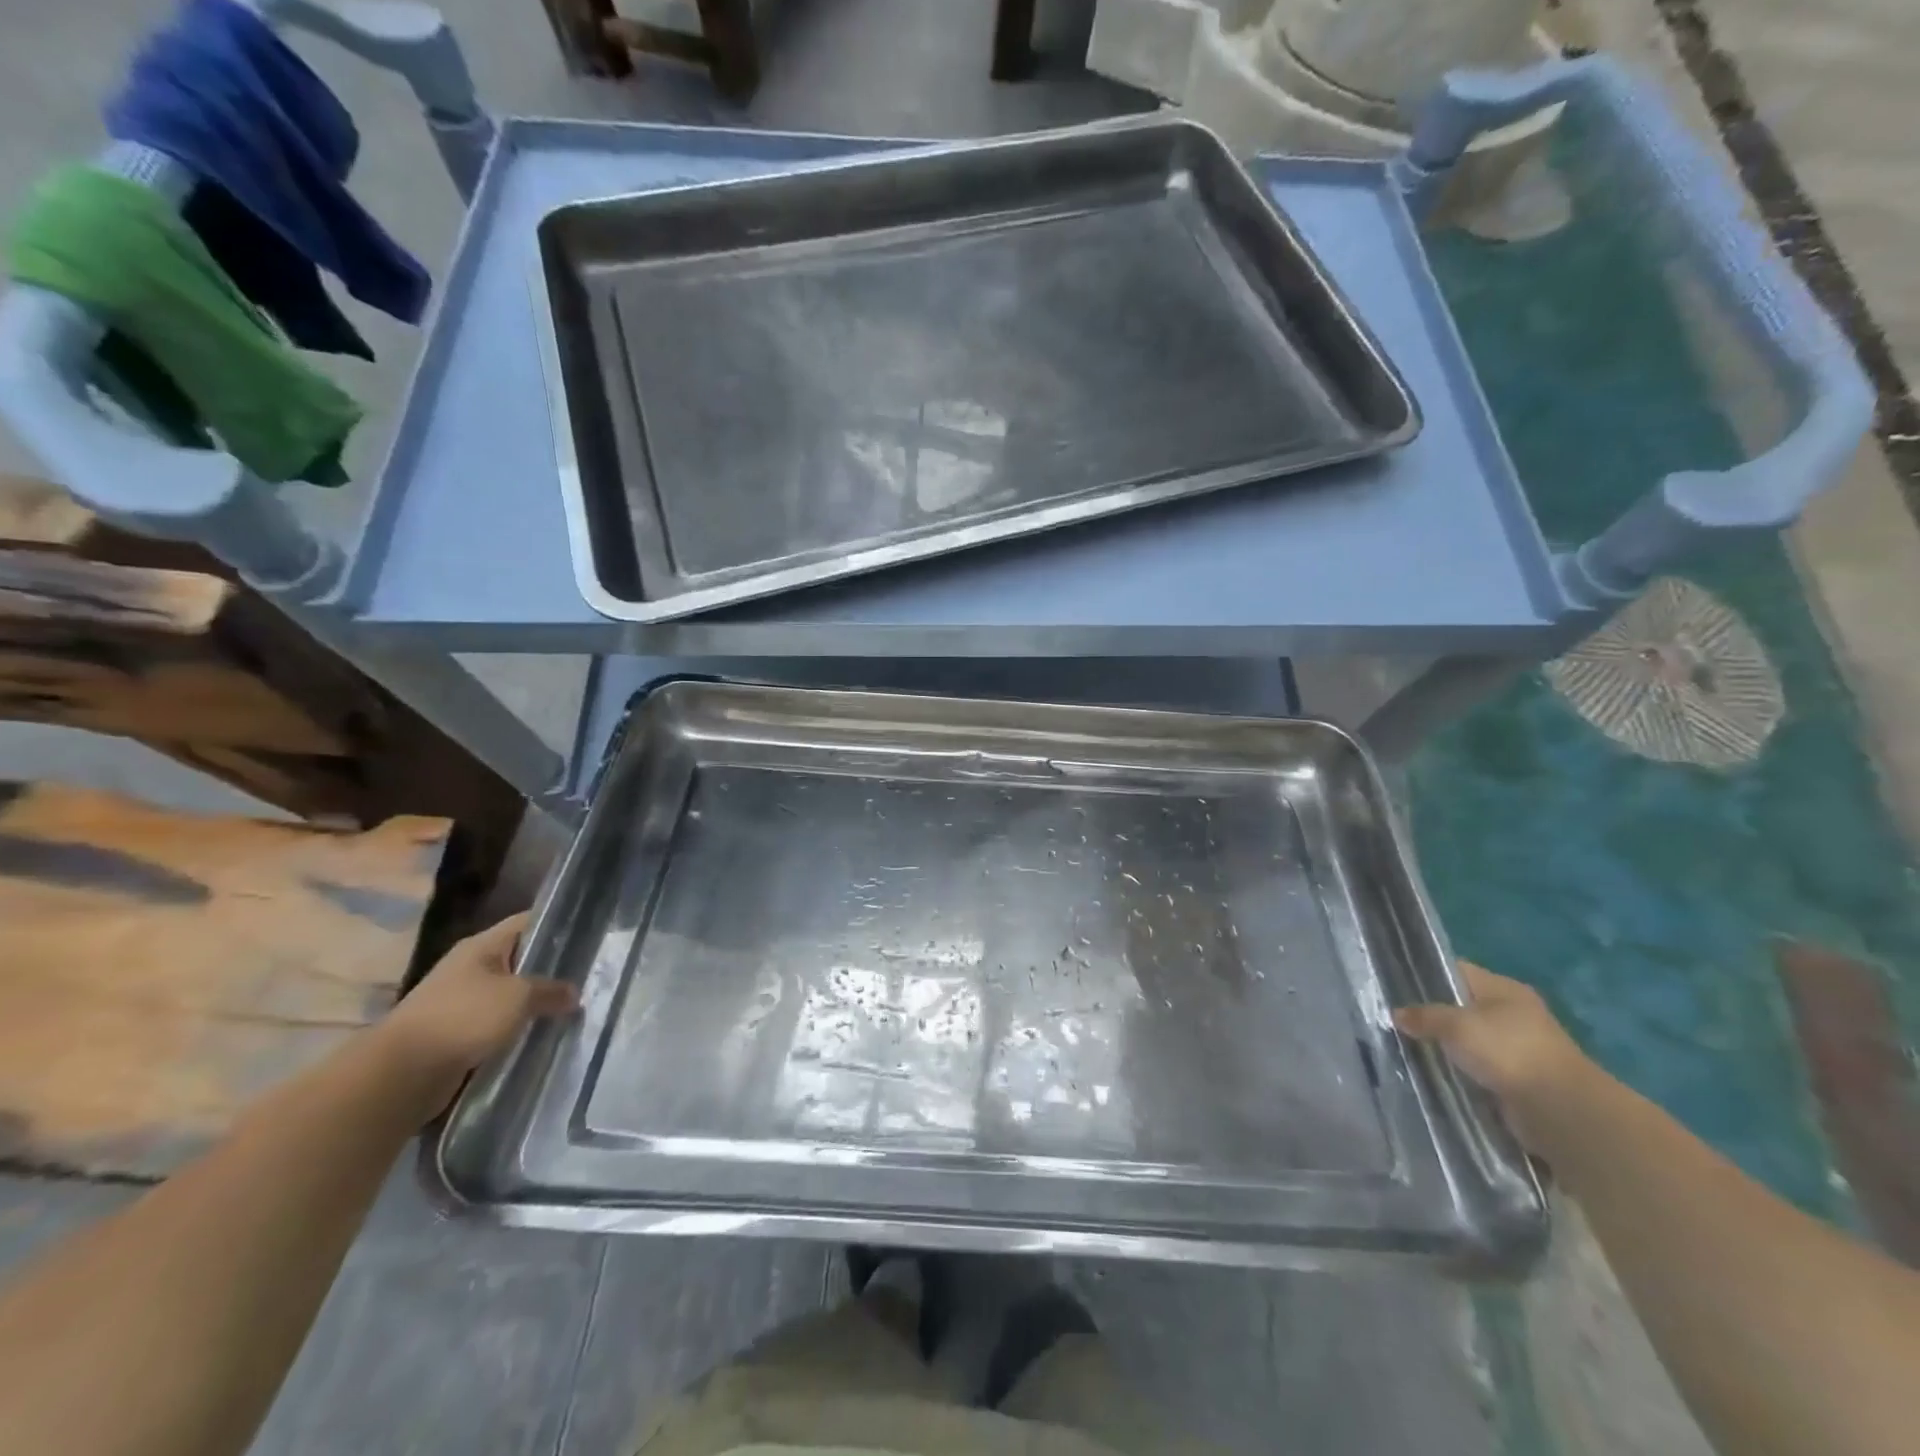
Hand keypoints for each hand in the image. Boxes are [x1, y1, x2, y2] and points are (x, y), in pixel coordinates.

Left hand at [375, 912, 578, 1110]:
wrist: (401, 1075)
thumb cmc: (463, 1018)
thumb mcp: (518, 997)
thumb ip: (551, 991)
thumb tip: (574, 993)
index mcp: (482, 946)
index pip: (528, 922)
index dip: (558, 924)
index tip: (590, 934)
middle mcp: (471, 968)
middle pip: (521, 959)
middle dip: (552, 969)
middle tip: (589, 975)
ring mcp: (462, 1001)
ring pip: (511, 995)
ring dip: (535, 1003)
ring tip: (573, 1008)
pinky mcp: (458, 1034)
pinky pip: (498, 1024)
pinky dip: (518, 1029)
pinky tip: (543, 1035)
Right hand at [1394, 960, 1593, 1152]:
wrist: (1560, 1109)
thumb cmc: (1508, 1051)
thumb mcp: (1456, 1025)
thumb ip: (1424, 1016)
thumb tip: (1396, 1014)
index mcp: (1503, 989)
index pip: (1456, 971)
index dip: (1426, 974)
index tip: (1395, 985)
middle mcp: (1512, 1013)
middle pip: (1461, 1006)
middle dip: (1432, 1014)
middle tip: (1396, 1019)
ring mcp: (1518, 1047)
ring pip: (1469, 1039)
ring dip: (1446, 1045)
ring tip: (1408, 1046)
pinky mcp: (1518, 1078)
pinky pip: (1478, 1067)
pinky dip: (1460, 1069)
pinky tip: (1435, 1071)